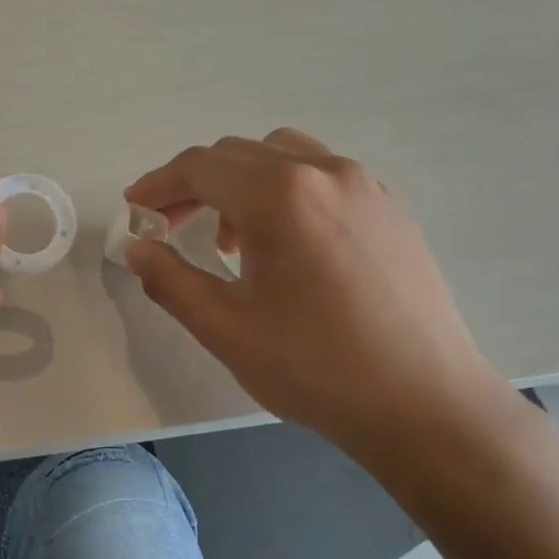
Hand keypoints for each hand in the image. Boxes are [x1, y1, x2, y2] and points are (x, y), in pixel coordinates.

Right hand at [123, 131, 526, 476]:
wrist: (424, 403)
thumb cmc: (314, 366)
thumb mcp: (224, 327)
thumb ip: (170, 279)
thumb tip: (137, 249)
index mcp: (280, 194)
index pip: (200, 167)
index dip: (158, 185)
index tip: (134, 209)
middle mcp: (324, 171)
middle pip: (239, 154)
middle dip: (194, 184)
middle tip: (168, 225)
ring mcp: (365, 186)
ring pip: (283, 156)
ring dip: (240, 183)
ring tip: (229, 240)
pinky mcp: (391, 209)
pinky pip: (322, 176)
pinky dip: (285, 191)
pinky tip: (285, 245)